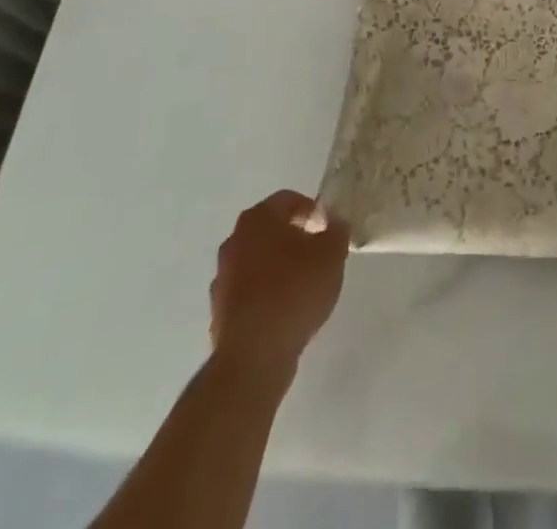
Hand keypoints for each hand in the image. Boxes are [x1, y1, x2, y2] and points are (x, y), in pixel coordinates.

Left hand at [209, 190, 350, 377]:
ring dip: (278, 266)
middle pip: (270, 229)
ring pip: (258, 260)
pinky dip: (266, 294)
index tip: (327, 229)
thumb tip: (334, 224)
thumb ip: (337, 232)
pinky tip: (284, 311)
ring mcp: (222, 277)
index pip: (288, 200)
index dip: (311, 210)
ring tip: (303, 286)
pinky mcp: (219, 310)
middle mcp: (234, 240)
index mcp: (258, 219)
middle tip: (318, 255)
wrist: (253, 356)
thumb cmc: (294, 291)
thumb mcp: (332, 254)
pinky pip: (249, 291)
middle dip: (294, 238)